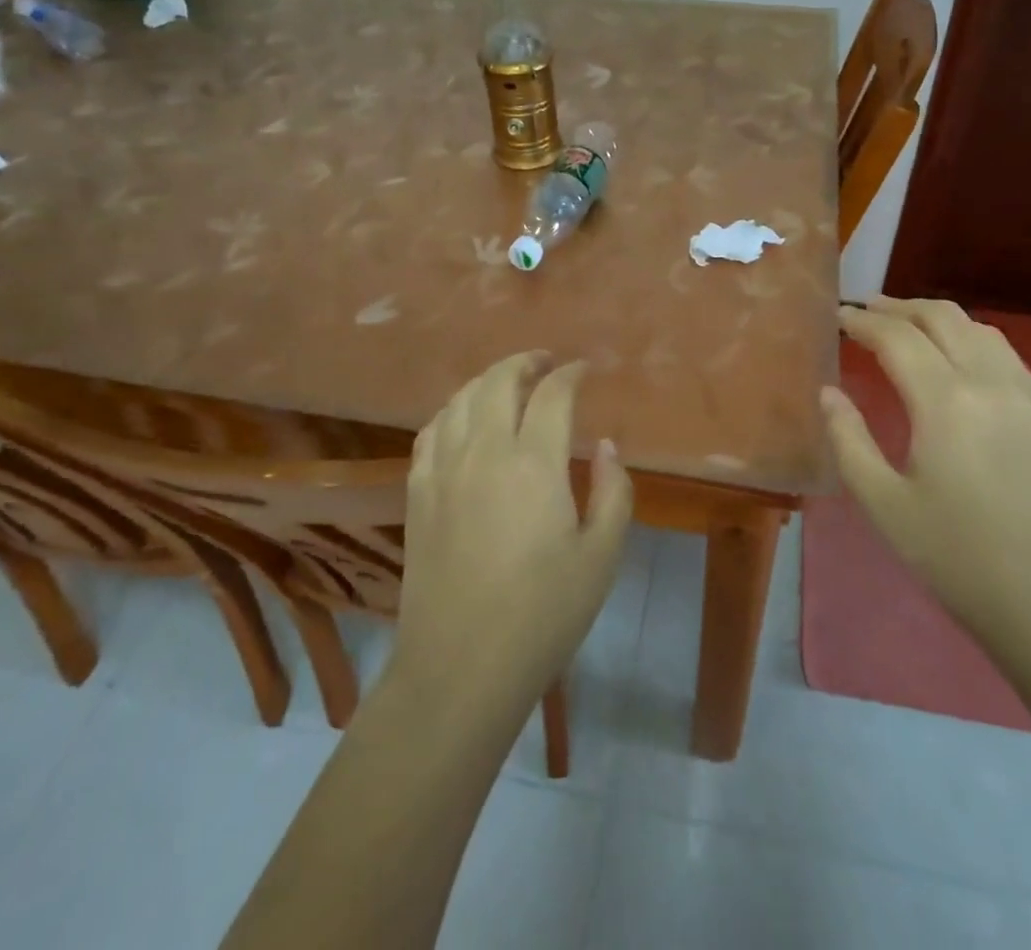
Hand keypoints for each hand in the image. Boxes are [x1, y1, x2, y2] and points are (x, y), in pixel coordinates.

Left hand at [392, 352, 631, 704]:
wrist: (460, 668)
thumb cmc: (543, 615)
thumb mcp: (601, 557)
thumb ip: (613, 492)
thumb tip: (606, 446)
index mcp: (534, 463)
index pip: (552, 395)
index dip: (571, 374)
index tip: (585, 370)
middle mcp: (483, 452)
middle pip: (498, 382)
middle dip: (525, 363)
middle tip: (546, 363)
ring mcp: (443, 470)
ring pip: (460, 400)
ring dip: (486, 380)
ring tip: (506, 383)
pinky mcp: (417, 494)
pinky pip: (430, 432)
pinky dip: (451, 411)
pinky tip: (461, 420)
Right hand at [823, 298, 1030, 658]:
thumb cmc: (962, 562)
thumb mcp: (886, 506)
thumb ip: (849, 440)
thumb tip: (829, 393)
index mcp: (946, 401)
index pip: (896, 337)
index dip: (862, 321)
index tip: (837, 316)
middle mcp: (990, 383)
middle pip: (942, 317)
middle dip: (898, 307)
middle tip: (865, 311)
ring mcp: (1030, 397)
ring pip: (980, 329)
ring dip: (937, 318)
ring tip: (907, 327)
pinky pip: (1007, 355)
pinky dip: (972, 339)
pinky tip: (960, 361)